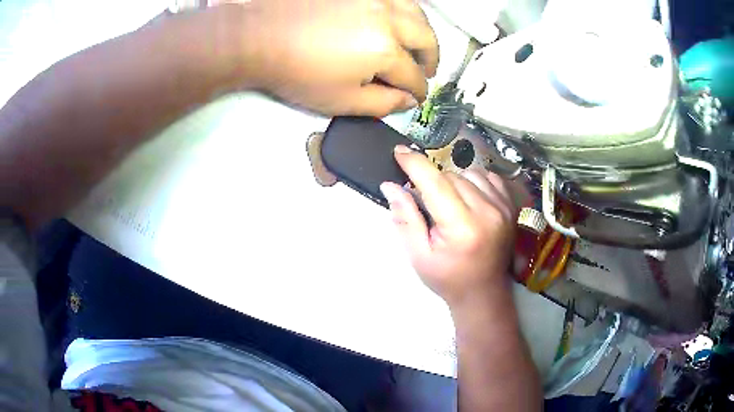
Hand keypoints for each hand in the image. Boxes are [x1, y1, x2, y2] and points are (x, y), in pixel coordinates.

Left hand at [219, 0, 438, 115]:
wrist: (261, 37)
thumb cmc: (297, 72)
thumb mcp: (341, 100)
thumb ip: (382, 104)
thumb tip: (408, 101)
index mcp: (385, 50)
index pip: (414, 75)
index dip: (418, 91)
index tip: (417, 96)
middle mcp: (388, 18)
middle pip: (426, 39)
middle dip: (431, 60)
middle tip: (425, 71)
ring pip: (417, 12)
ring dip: (423, 32)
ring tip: (417, 45)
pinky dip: (405, 11)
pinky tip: (398, 21)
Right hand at [380, 145, 516, 307]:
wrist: (483, 293)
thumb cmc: (447, 278)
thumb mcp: (418, 255)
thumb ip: (405, 218)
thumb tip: (390, 185)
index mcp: (462, 227)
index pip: (436, 183)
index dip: (415, 163)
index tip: (399, 152)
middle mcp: (487, 211)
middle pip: (451, 176)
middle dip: (432, 182)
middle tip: (426, 203)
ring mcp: (503, 207)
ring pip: (469, 173)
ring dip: (453, 182)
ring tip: (449, 203)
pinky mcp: (510, 206)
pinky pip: (488, 177)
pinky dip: (474, 182)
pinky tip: (469, 198)